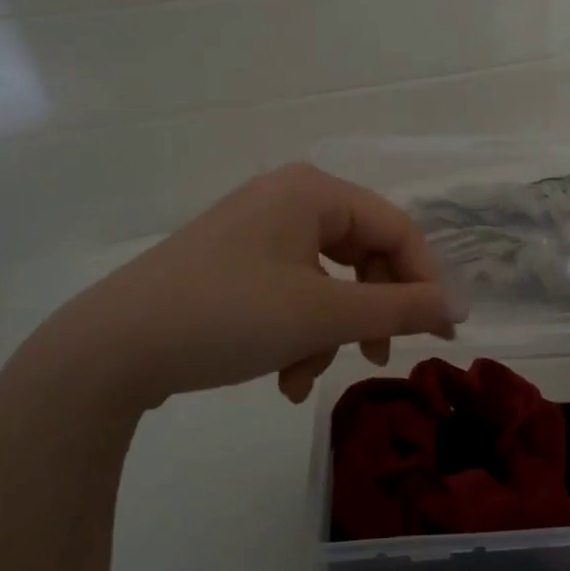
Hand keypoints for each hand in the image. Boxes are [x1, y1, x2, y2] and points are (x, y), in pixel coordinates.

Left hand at [14, 164, 460, 418]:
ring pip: (326, 280)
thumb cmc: (229, 317)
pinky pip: (290, 290)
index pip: (396, 229)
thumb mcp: (324, 314)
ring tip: (305, 379)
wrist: (108, 351)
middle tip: (380, 357)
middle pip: (361, 253)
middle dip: (370, 312)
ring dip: (329, 332)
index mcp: (313, 191)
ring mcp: (256, 229)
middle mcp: (287, 198)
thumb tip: (461, 306)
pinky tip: (282, 377)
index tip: (443, 333)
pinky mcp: (233, 262)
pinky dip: (297, 332)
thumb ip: (400, 308)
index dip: (425, 281)